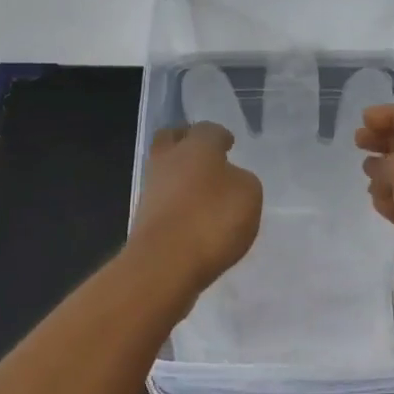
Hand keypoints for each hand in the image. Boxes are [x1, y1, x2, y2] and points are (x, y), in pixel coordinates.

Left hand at [130, 122, 262, 293]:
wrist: (165, 264)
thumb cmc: (213, 219)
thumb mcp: (249, 194)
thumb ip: (241, 180)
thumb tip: (229, 179)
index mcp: (197, 146)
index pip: (208, 129)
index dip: (220, 136)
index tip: (229, 144)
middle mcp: (169, 160)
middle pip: (171, 139)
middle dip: (186, 141)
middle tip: (204, 153)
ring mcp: (151, 188)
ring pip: (164, 169)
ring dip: (180, 173)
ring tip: (203, 189)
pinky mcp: (144, 217)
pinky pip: (163, 198)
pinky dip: (176, 200)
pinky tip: (193, 214)